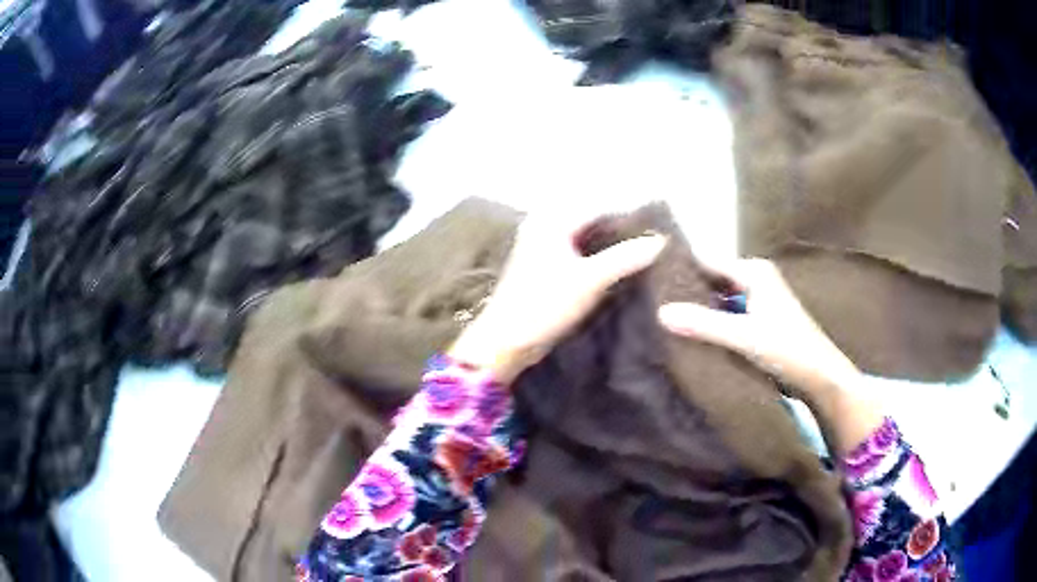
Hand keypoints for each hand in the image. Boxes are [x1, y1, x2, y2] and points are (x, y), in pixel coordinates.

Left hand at [449, 214, 665, 383]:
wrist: (506, 340)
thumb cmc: (544, 304)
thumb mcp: (590, 280)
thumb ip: (625, 258)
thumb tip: (660, 241)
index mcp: (552, 222)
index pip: (599, 208)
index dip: (629, 218)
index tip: (659, 230)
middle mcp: (545, 227)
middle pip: (592, 222)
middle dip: (621, 232)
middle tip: (654, 244)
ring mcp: (543, 248)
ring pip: (586, 239)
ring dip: (610, 247)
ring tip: (643, 257)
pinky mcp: (545, 269)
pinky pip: (578, 255)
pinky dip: (597, 259)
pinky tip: (619, 271)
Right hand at [657, 258, 885, 453]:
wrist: (820, 377)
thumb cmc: (787, 349)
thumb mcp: (744, 336)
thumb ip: (704, 324)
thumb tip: (659, 312)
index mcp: (753, 272)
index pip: (707, 261)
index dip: (680, 269)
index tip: (648, 278)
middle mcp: (755, 279)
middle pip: (712, 279)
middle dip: (686, 290)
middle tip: (650, 300)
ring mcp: (757, 300)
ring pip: (719, 298)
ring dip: (698, 308)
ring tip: (662, 316)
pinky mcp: (758, 320)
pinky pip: (727, 314)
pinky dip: (711, 321)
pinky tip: (690, 332)